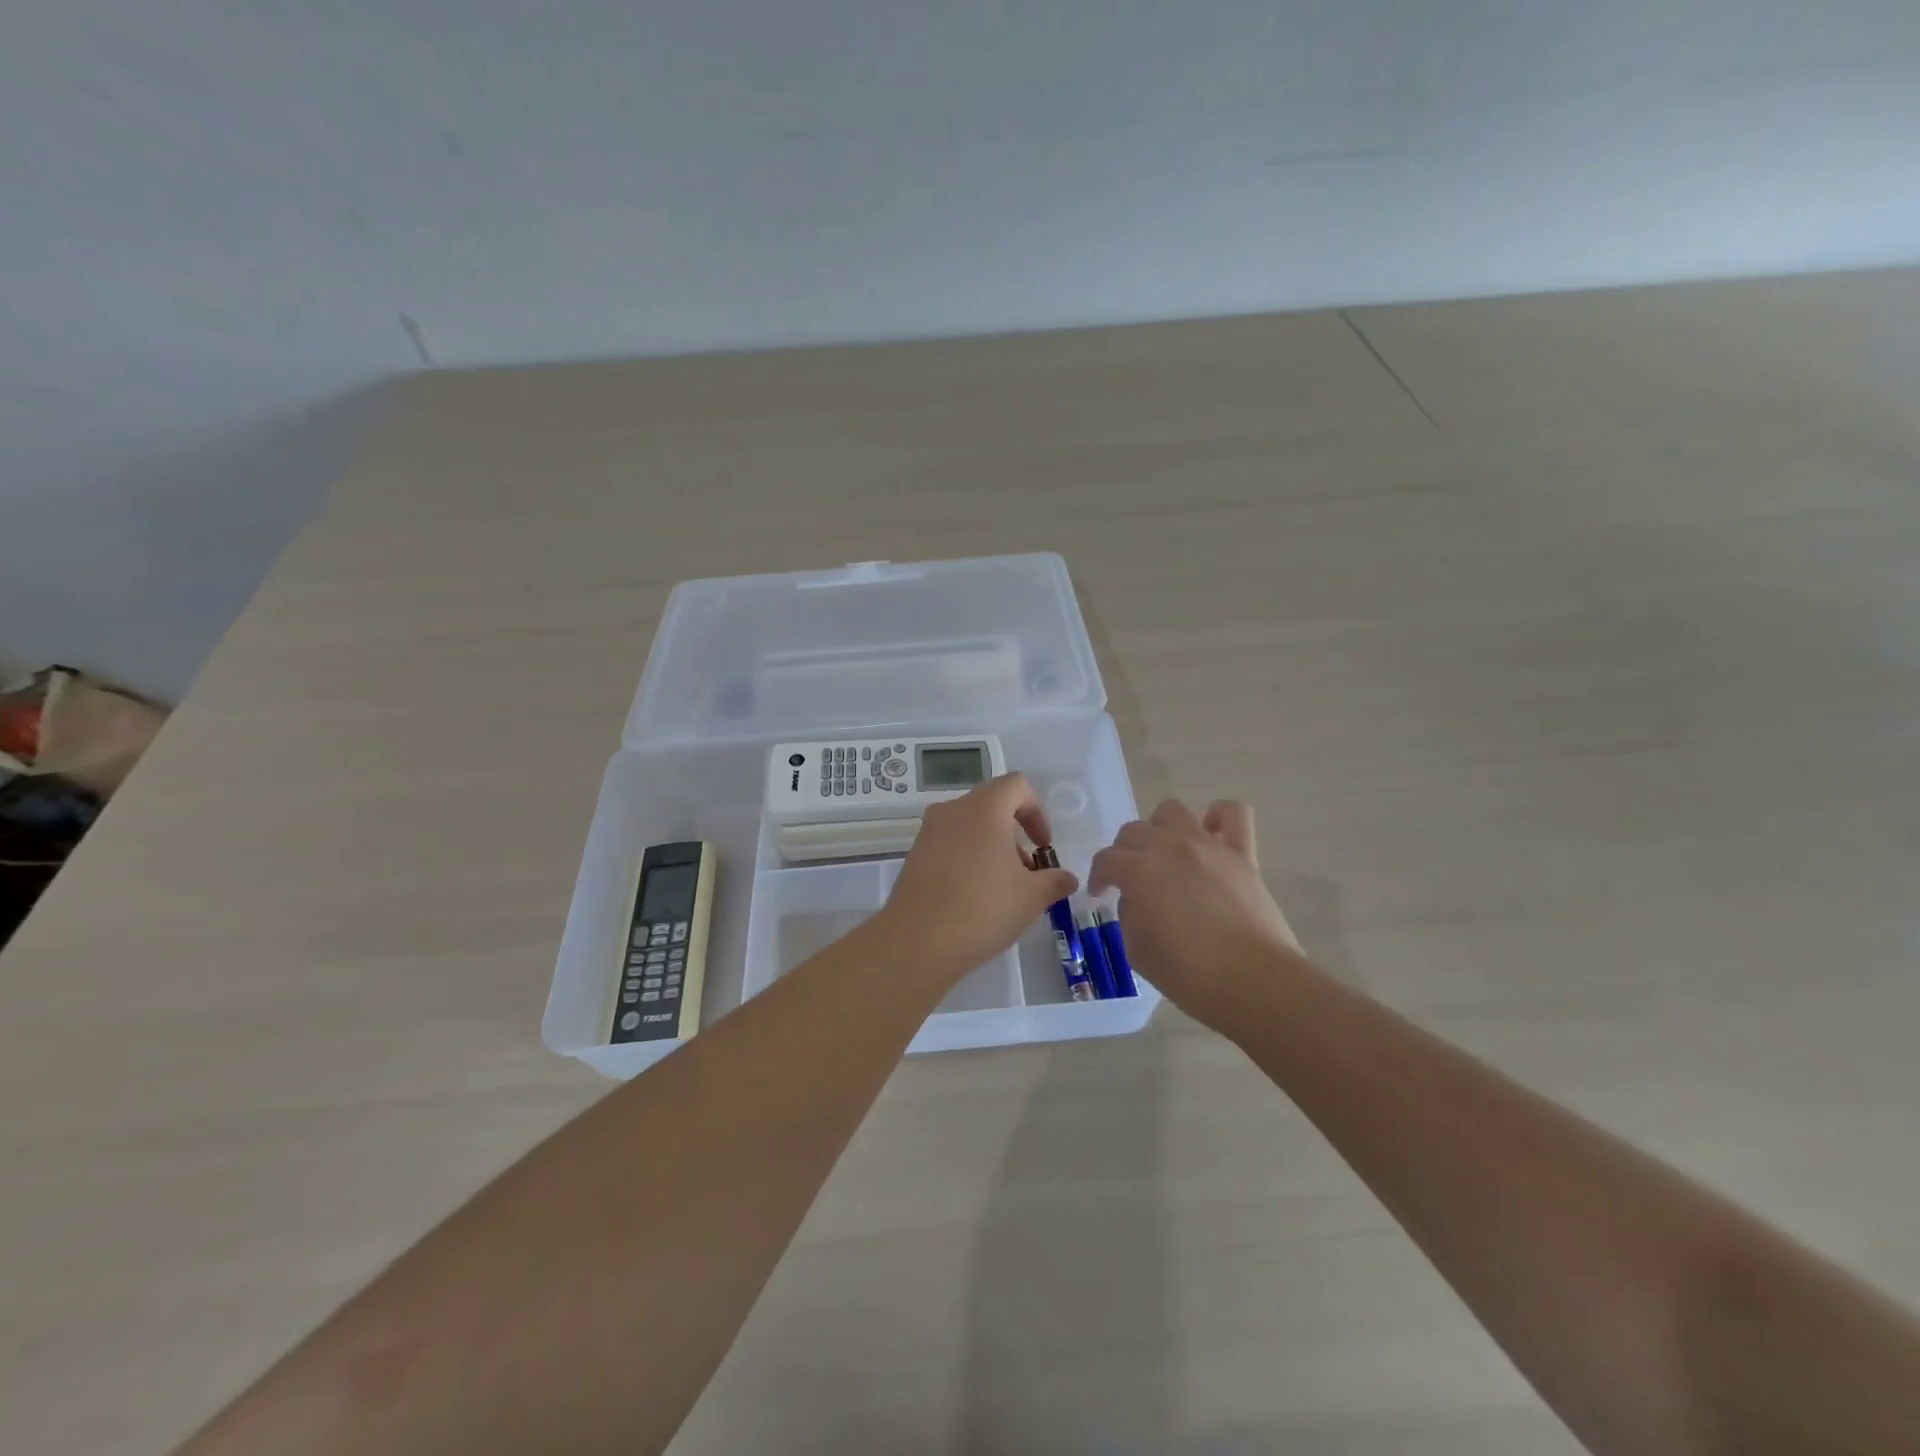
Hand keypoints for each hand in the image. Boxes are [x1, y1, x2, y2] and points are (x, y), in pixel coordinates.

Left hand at [880, 773, 1077, 982]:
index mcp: (984, 807)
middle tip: (1026, 873)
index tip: (1043, 846)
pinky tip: (974, 898)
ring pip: (969, 827)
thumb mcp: (1032, 897)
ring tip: (1002, 891)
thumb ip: (1054, 881)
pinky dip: (967, 860)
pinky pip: (949, 845)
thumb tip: (1067, 878)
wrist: (917, 941)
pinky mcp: (914, 855)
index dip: (1036, 812)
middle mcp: (953, 810)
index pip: (1016, 786)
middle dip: (1014, 835)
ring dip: (991, 849)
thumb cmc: (983, 908)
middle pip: (992, 806)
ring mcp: (928, 832)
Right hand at [1089, 799, 1302, 1032]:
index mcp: (1139, 871)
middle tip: (1130, 880)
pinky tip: (1212, 833)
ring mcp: (1208, 846)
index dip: (1098, 877)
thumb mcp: (1138, 951)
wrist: (1255, 981)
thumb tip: (1138, 899)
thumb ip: (1130, 915)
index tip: (1100, 895)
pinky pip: (1234, 813)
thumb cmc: (1190, 975)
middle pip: (1134, 831)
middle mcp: (1170, 847)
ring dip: (1161, 828)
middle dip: (1124, 853)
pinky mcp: (1242, 853)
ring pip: (1172, 811)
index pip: (1106, 860)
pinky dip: (1219, 816)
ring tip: (1165, 853)